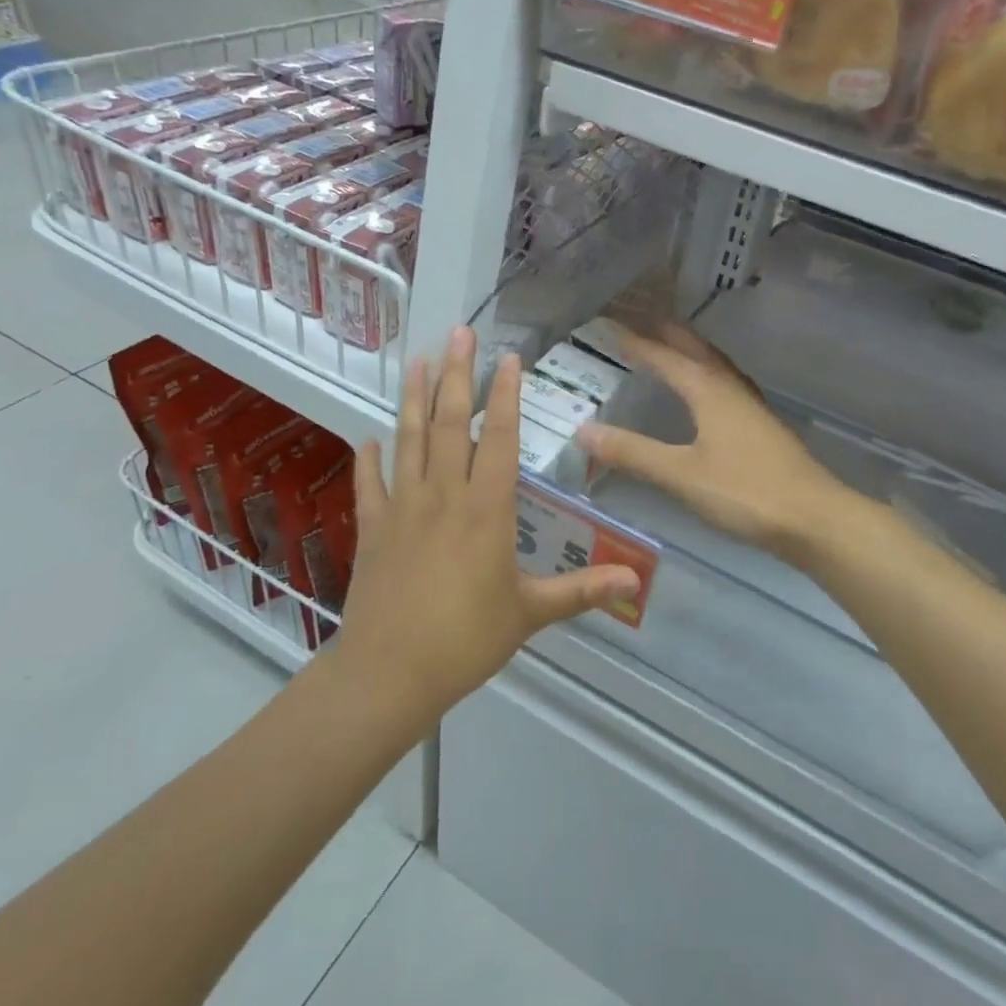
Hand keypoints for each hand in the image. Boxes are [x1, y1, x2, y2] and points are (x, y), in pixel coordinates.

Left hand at [336, 326, 641, 720]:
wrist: (390, 672)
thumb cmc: (467, 639)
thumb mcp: (531, 613)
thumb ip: (583, 591)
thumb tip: (636, 581)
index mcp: (487, 510)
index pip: (500, 439)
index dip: (506, 396)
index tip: (507, 358)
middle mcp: (444, 496)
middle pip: (451, 424)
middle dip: (456, 375)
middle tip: (457, 333)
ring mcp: (403, 508)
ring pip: (409, 440)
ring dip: (414, 399)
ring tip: (417, 361)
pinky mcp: (373, 529)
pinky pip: (370, 484)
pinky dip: (369, 459)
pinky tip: (369, 438)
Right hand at [574, 326, 852, 559]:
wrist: (814, 518)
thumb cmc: (745, 492)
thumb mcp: (681, 474)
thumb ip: (633, 452)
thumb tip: (584, 431)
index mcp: (710, 391)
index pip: (666, 357)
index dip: (637, 343)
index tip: (610, 327)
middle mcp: (732, 390)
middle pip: (698, 351)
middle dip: (669, 335)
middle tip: (643, 322)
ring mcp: (753, 408)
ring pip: (718, 367)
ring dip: (693, 353)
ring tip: (674, 348)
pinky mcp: (765, 429)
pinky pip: (729, 387)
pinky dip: (710, 378)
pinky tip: (710, 397)